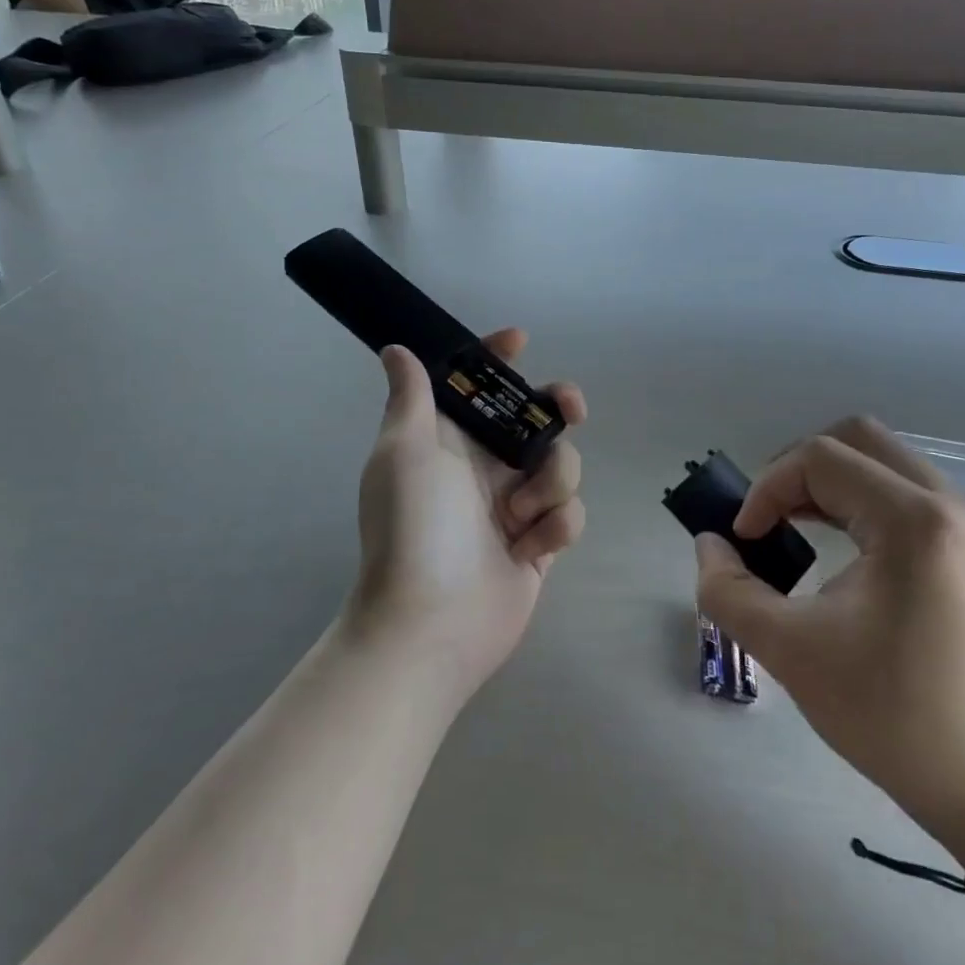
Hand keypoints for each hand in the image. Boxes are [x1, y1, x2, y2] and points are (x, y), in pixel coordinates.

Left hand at [349, 329, 585, 702]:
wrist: (430, 623)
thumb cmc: (414, 527)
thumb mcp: (404, 452)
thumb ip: (410, 396)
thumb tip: (394, 349)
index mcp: (450, 440)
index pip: (476, 386)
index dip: (496, 359)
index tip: (521, 341)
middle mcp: (484, 467)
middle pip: (535, 419)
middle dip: (558, 408)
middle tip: (570, 410)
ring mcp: (515, 505)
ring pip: (561, 465)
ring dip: (550, 483)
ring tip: (518, 516)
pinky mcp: (540, 542)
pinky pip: (568, 513)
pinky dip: (555, 527)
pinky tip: (527, 550)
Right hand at [695, 417, 964, 872]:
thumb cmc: (894, 717)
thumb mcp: (792, 654)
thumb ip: (729, 592)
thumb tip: (710, 545)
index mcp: (913, 520)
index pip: (819, 459)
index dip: (767, 489)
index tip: (745, 542)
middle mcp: (949, 504)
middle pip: (855, 438)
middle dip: (796, 470)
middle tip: (767, 519)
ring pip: (882, 461)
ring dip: (829, 482)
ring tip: (794, 528)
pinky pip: (905, 490)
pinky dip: (859, 499)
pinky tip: (837, 544)